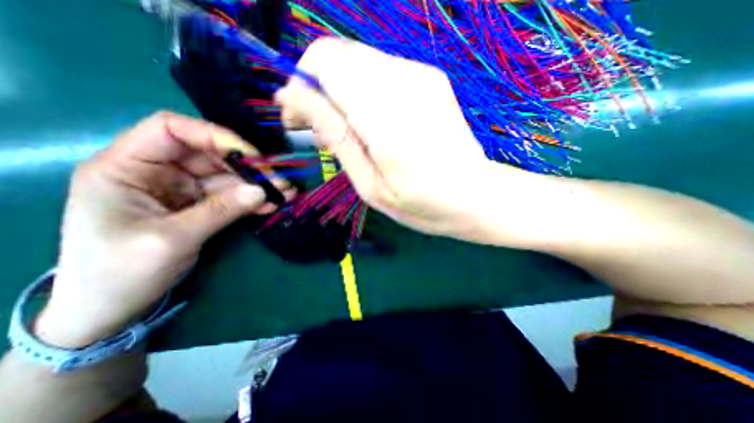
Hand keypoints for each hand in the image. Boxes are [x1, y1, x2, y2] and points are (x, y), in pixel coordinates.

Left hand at [36, 110, 292, 346]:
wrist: (112, 308)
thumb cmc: (121, 273)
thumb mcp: (172, 240)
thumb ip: (220, 211)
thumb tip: (261, 191)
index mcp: (127, 167)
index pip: (172, 130)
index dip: (215, 136)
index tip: (252, 156)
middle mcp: (156, 171)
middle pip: (210, 154)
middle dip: (248, 167)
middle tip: (280, 182)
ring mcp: (180, 189)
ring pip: (226, 176)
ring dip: (257, 185)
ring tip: (285, 195)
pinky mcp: (197, 204)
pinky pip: (230, 195)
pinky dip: (251, 200)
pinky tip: (271, 205)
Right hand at [276, 38, 518, 242]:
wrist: (474, 196)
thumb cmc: (421, 203)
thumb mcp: (371, 186)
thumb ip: (336, 137)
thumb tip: (295, 97)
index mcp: (387, 121)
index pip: (326, 65)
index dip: (301, 85)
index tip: (297, 118)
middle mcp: (405, 85)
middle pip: (338, 55)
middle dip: (316, 87)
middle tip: (321, 129)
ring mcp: (422, 77)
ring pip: (356, 60)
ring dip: (339, 91)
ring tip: (348, 131)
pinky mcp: (430, 78)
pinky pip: (379, 70)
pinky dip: (362, 92)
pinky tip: (371, 122)